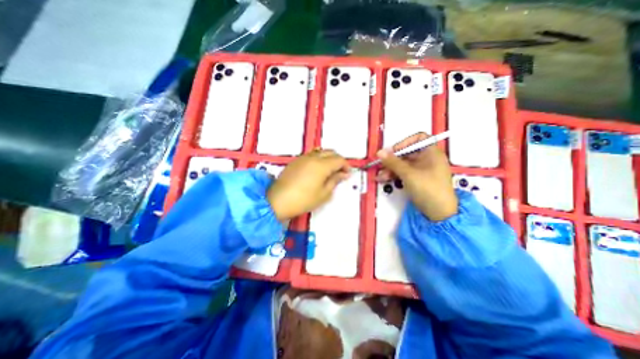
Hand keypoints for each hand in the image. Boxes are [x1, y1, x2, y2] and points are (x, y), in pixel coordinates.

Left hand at [268, 149, 351, 221]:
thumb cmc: (303, 200)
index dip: (346, 166)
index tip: (347, 174)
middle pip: (330, 152)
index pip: (339, 159)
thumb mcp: (323, 194)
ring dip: (328, 158)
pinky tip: (317, 169)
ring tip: (329, 170)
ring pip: (320, 151)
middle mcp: (312, 157)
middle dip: (338, 160)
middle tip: (340, 172)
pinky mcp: (295, 161)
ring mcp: (302, 158)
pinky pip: (311, 155)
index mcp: (321, 165)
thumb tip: (343, 174)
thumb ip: (335, 181)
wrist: (277, 201)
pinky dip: (318, 158)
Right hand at [377, 133, 457, 219]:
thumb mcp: (408, 174)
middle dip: (393, 159)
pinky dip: (395, 175)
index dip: (405, 142)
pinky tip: (384, 180)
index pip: (419, 138)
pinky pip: (404, 173)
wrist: (439, 213)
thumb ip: (393, 162)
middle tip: (381, 165)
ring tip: (380, 176)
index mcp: (431, 153)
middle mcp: (427, 159)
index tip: (393, 151)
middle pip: (407, 153)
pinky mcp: (418, 180)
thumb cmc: (428, 189)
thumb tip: (379, 152)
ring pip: (404, 164)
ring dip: (391, 169)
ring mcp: (422, 170)